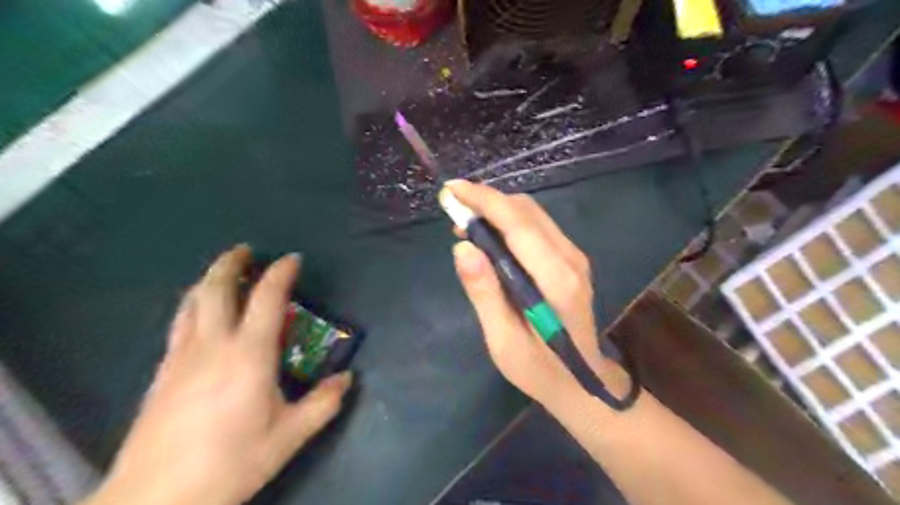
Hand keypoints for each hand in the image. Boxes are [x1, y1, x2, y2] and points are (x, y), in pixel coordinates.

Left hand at [85, 246, 351, 504]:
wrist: (155, 500)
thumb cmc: (231, 462)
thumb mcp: (289, 435)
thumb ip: (323, 403)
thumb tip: (347, 380)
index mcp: (249, 354)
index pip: (267, 298)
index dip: (281, 273)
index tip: (292, 259)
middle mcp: (213, 345)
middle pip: (216, 288)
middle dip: (232, 263)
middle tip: (246, 250)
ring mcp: (181, 357)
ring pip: (192, 302)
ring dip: (209, 279)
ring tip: (223, 272)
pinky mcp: (162, 372)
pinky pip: (179, 323)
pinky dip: (193, 305)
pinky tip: (200, 314)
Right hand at [448, 182, 627, 409]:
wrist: (583, 382)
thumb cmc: (539, 369)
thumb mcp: (503, 340)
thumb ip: (485, 293)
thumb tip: (462, 248)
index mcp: (555, 279)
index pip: (517, 224)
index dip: (484, 200)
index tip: (452, 190)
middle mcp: (570, 258)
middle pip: (526, 211)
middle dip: (487, 202)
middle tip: (453, 212)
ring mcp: (574, 256)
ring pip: (532, 214)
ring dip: (496, 210)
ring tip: (466, 226)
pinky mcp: (571, 259)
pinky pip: (537, 226)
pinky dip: (509, 222)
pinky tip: (490, 237)